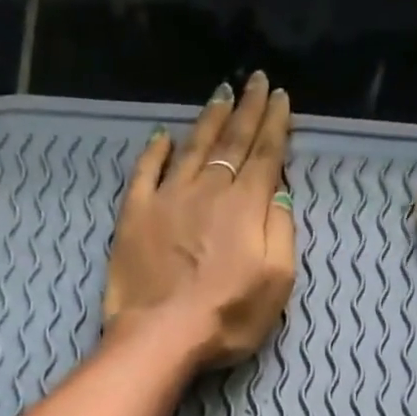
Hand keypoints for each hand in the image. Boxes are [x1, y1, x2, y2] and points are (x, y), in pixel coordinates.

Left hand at [104, 71, 295, 369]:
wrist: (160, 335)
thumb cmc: (226, 318)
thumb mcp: (276, 283)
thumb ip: (281, 233)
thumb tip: (279, 193)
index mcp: (245, 207)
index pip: (265, 156)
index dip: (275, 125)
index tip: (281, 97)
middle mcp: (208, 191)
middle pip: (231, 142)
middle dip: (247, 110)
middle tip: (255, 80)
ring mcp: (167, 199)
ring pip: (192, 149)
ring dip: (209, 120)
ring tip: (221, 94)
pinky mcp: (135, 215)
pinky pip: (146, 172)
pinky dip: (155, 151)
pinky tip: (163, 136)